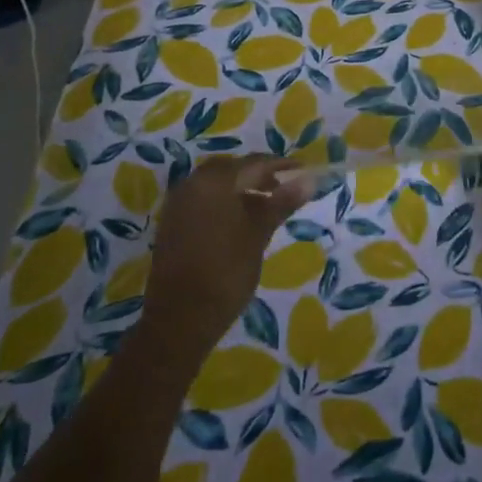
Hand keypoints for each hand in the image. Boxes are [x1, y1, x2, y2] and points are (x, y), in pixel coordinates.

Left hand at [140, 155, 310, 360]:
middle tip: (282, 189)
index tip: (302, 171)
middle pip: (232, 169)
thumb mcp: (258, 234)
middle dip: (258, 176)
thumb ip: (281, 202)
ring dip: (240, 189)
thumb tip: (309, 179)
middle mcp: (192, 184)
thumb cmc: (226, 272)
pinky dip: (223, 203)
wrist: (180, 319)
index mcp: (214, 181)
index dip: (280, 166)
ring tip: (265, 208)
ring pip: (215, 185)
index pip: (254, 163)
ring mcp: (178, 204)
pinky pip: (202, 200)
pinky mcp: (172, 223)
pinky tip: (239, 222)